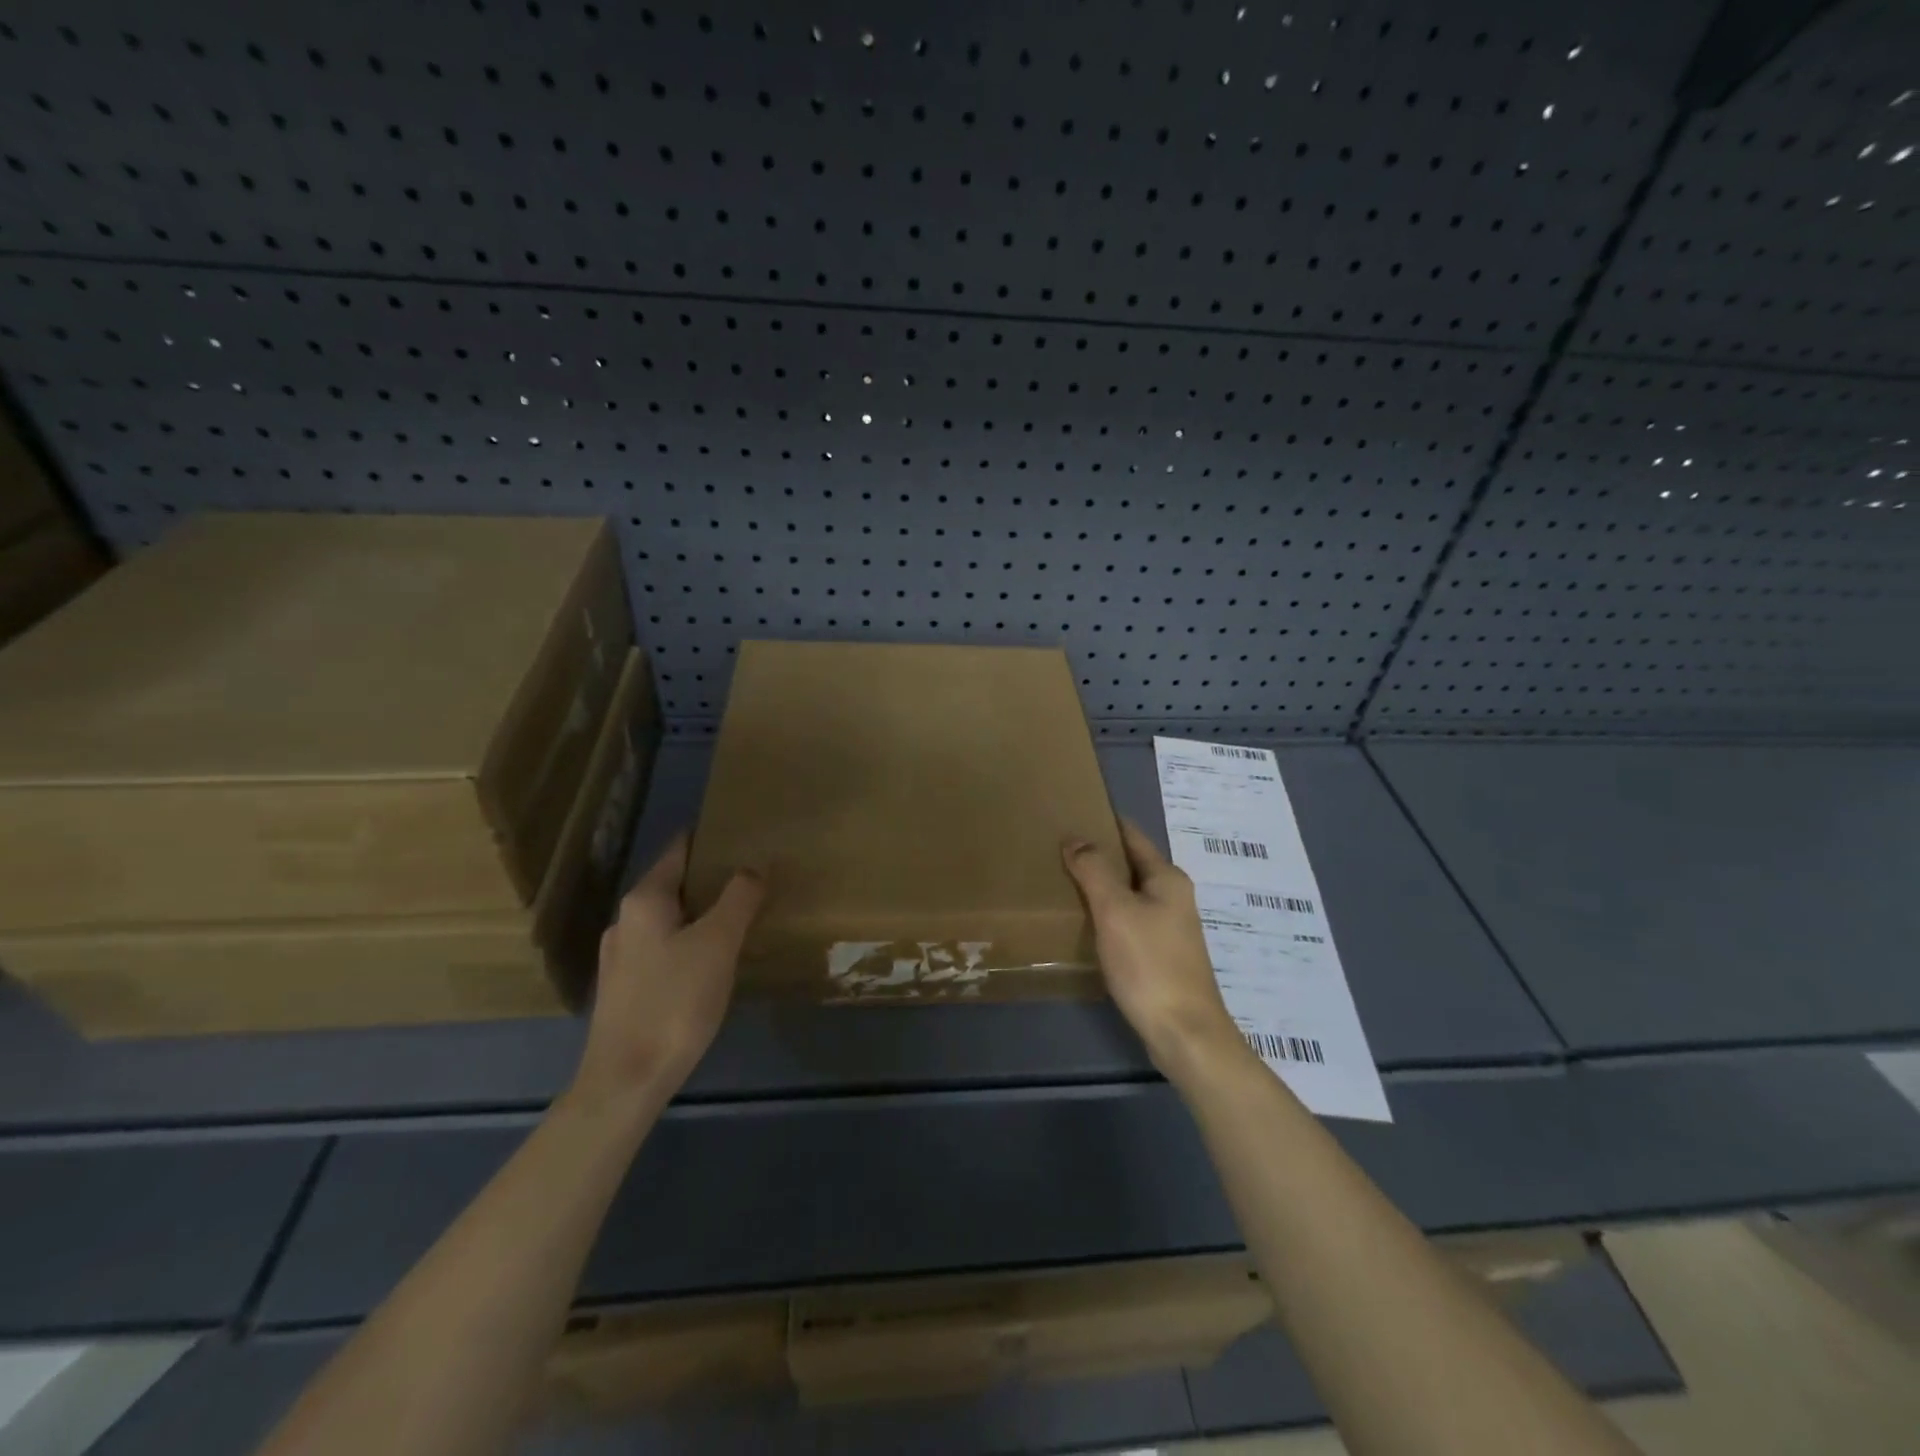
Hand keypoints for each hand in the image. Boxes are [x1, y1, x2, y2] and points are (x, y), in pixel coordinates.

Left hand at [571, 834, 764, 1109]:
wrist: (626, 1081)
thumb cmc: (674, 1002)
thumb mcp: (717, 943)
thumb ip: (738, 898)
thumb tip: (754, 866)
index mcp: (644, 901)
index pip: (680, 851)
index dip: (711, 840)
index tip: (745, 835)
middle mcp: (627, 921)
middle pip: (675, 885)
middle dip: (713, 879)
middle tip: (756, 878)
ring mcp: (622, 957)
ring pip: (671, 920)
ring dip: (704, 914)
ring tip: (743, 917)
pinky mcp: (627, 989)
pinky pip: (666, 949)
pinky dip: (692, 942)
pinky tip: (716, 961)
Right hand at [1062, 820, 1246, 1080]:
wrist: (1184, 1033)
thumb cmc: (1149, 964)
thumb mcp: (1116, 910)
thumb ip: (1094, 870)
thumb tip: (1076, 837)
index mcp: (1167, 878)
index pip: (1131, 835)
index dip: (1103, 822)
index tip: (1070, 813)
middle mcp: (1172, 896)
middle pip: (1130, 864)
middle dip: (1097, 854)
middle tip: (1056, 849)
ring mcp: (1169, 927)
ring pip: (1128, 894)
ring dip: (1100, 886)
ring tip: (1061, 881)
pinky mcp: (1160, 955)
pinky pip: (1128, 920)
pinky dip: (1106, 913)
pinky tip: (1083, 922)